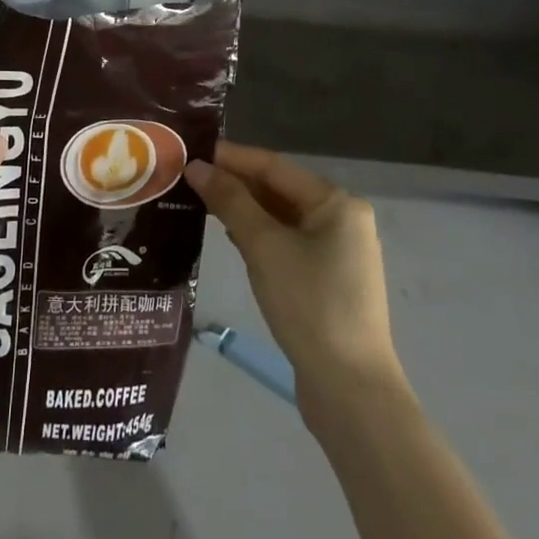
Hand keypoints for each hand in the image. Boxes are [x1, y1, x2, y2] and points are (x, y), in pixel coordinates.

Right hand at [186, 142, 403, 422]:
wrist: (349, 388)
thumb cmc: (309, 304)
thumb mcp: (264, 246)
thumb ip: (231, 202)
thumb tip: (197, 167)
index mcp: (337, 203)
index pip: (274, 167)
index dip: (232, 157)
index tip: (192, 150)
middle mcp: (341, 220)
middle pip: (279, 190)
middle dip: (235, 183)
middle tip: (188, 177)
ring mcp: (336, 252)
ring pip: (281, 218)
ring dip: (243, 209)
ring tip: (199, 201)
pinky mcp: (326, 280)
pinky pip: (286, 242)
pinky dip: (257, 235)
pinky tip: (229, 235)